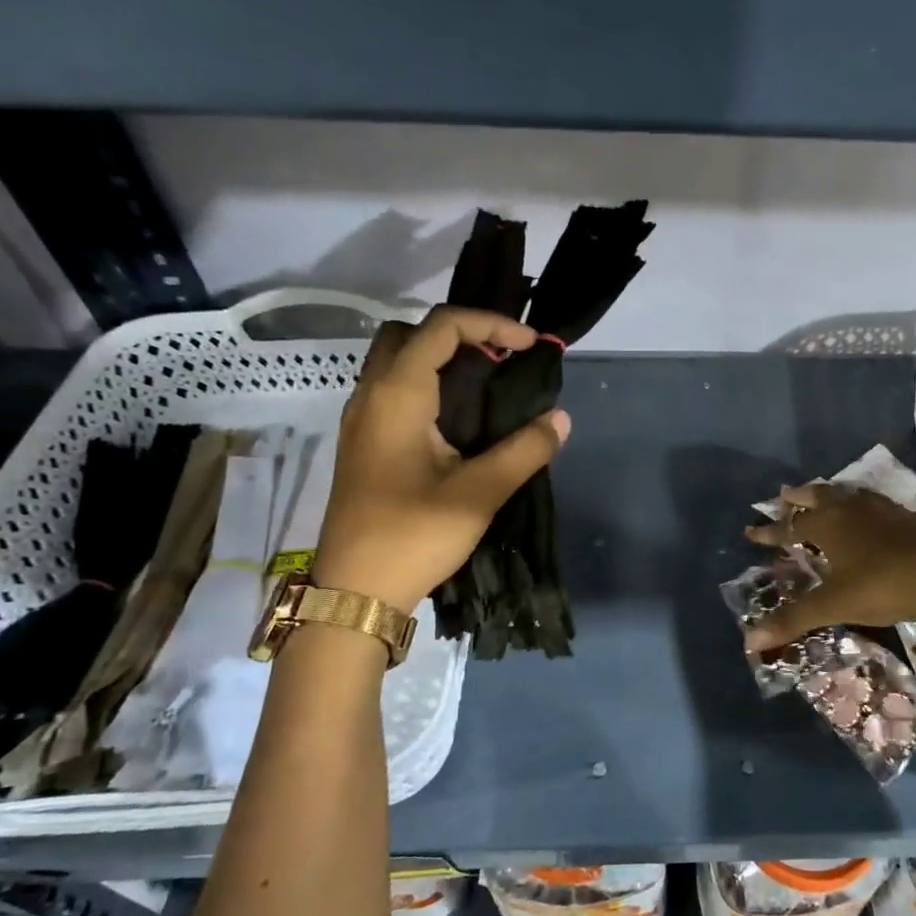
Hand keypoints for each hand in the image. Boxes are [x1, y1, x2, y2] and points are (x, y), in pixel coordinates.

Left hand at [313, 307, 569, 609]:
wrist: (356, 591)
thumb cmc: (413, 536)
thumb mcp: (479, 494)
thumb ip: (524, 451)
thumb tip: (559, 419)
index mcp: (397, 396)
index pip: (441, 327)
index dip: (490, 324)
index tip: (529, 347)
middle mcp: (371, 396)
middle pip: (409, 334)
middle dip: (459, 333)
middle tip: (500, 360)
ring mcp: (361, 420)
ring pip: (397, 362)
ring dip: (441, 360)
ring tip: (488, 386)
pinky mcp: (364, 444)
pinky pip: (393, 391)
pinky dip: (428, 385)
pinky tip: (459, 421)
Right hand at [741, 483, 915, 648]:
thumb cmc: (881, 587)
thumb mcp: (833, 605)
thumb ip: (793, 620)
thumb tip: (749, 641)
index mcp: (828, 525)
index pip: (790, 526)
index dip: (770, 531)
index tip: (751, 532)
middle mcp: (852, 509)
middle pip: (819, 496)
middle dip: (799, 497)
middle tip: (785, 494)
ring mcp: (883, 510)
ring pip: (848, 494)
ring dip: (831, 495)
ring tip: (823, 496)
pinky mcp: (909, 517)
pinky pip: (875, 504)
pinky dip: (861, 505)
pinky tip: (870, 516)